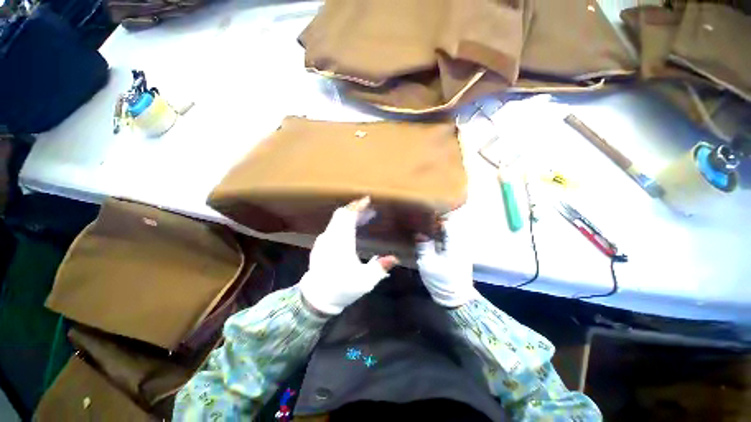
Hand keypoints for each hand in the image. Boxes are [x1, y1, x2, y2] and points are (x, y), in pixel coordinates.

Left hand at [299, 197, 398, 315]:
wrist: (316, 299)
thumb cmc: (342, 288)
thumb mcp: (365, 281)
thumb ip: (380, 268)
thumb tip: (394, 258)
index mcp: (341, 243)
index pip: (348, 217)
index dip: (358, 207)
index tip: (368, 200)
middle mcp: (330, 237)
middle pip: (341, 214)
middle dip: (355, 209)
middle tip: (370, 209)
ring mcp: (323, 240)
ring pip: (336, 220)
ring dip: (350, 215)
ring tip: (365, 217)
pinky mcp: (321, 245)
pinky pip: (333, 227)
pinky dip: (344, 223)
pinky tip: (352, 229)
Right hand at [416, 209, 477, 307]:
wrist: (456, 299)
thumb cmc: (442, 281)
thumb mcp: (428, 264)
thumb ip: (424, 246)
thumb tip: (419, 232)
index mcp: (454, 244)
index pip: (448, 224)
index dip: (437, 217)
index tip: (425, 213)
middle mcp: (460, 243)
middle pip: (450, 226)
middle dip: (437, 220)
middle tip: (423, 218)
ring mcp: (461, 248)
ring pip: (450, 232)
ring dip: (439, 228)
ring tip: (425, 225)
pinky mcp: (458, 253)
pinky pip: (449, 239)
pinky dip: (441, 235)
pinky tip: (431, 237)